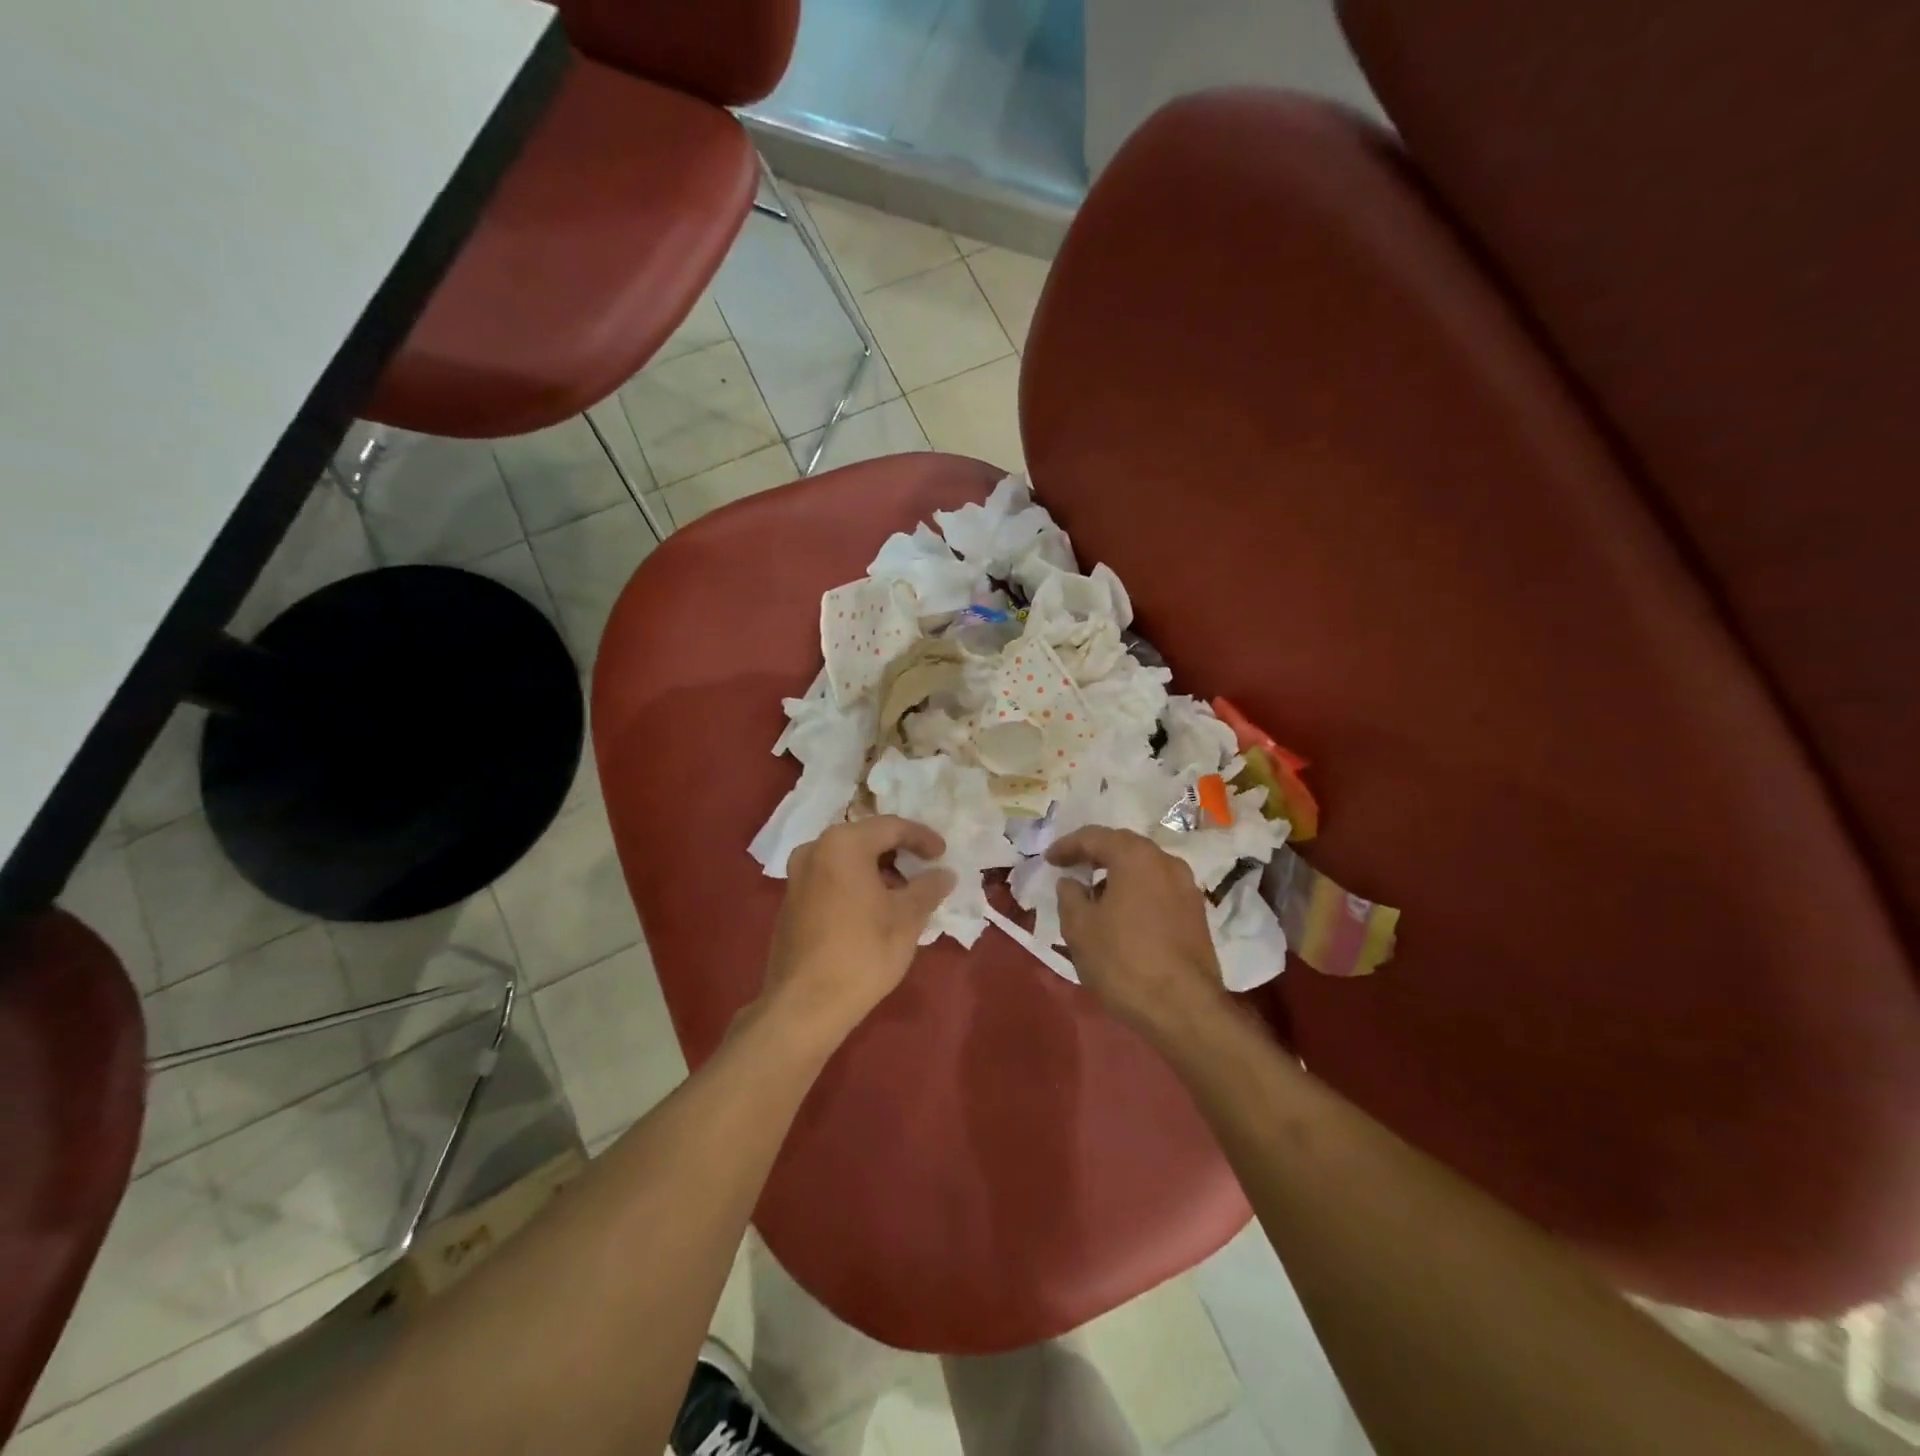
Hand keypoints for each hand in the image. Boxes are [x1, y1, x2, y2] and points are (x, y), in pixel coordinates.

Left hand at [762, 816, 955, 1042]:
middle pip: (866, 839)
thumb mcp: (907, 918)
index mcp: (843, 844)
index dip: (922, 838)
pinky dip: (856, 884)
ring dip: (878, 870)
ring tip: (904, 893)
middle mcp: (815, 849)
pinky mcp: (791, 901)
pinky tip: (875, 908)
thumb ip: (928, 888)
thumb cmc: (862, 953)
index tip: (943, 853)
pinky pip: (831, 878)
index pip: (891, 827)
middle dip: (898, 853)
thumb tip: (945, 874)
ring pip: (847, 860)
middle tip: (925, 869)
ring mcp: (797, 875)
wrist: (804, 1005)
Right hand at [1047, 827, 1227, 1045]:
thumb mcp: (1080, 928)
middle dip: (1095, 855)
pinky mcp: (1197, 914)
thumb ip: (1070, 896)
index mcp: (1136, 857)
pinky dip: (1136, 893)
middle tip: (1072, 867)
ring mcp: (1187, 888)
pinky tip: (1122, 915)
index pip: (1095, 837)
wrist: (1184, 1009)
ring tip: (1094, 895)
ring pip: (1144, 869)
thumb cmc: (1123, 961)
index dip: (1068, 846)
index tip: (1049, 859)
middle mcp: (1166, 862)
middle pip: (1124, 847)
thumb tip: (1072, 883)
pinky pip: (1158, 890)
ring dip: (1117, 875)